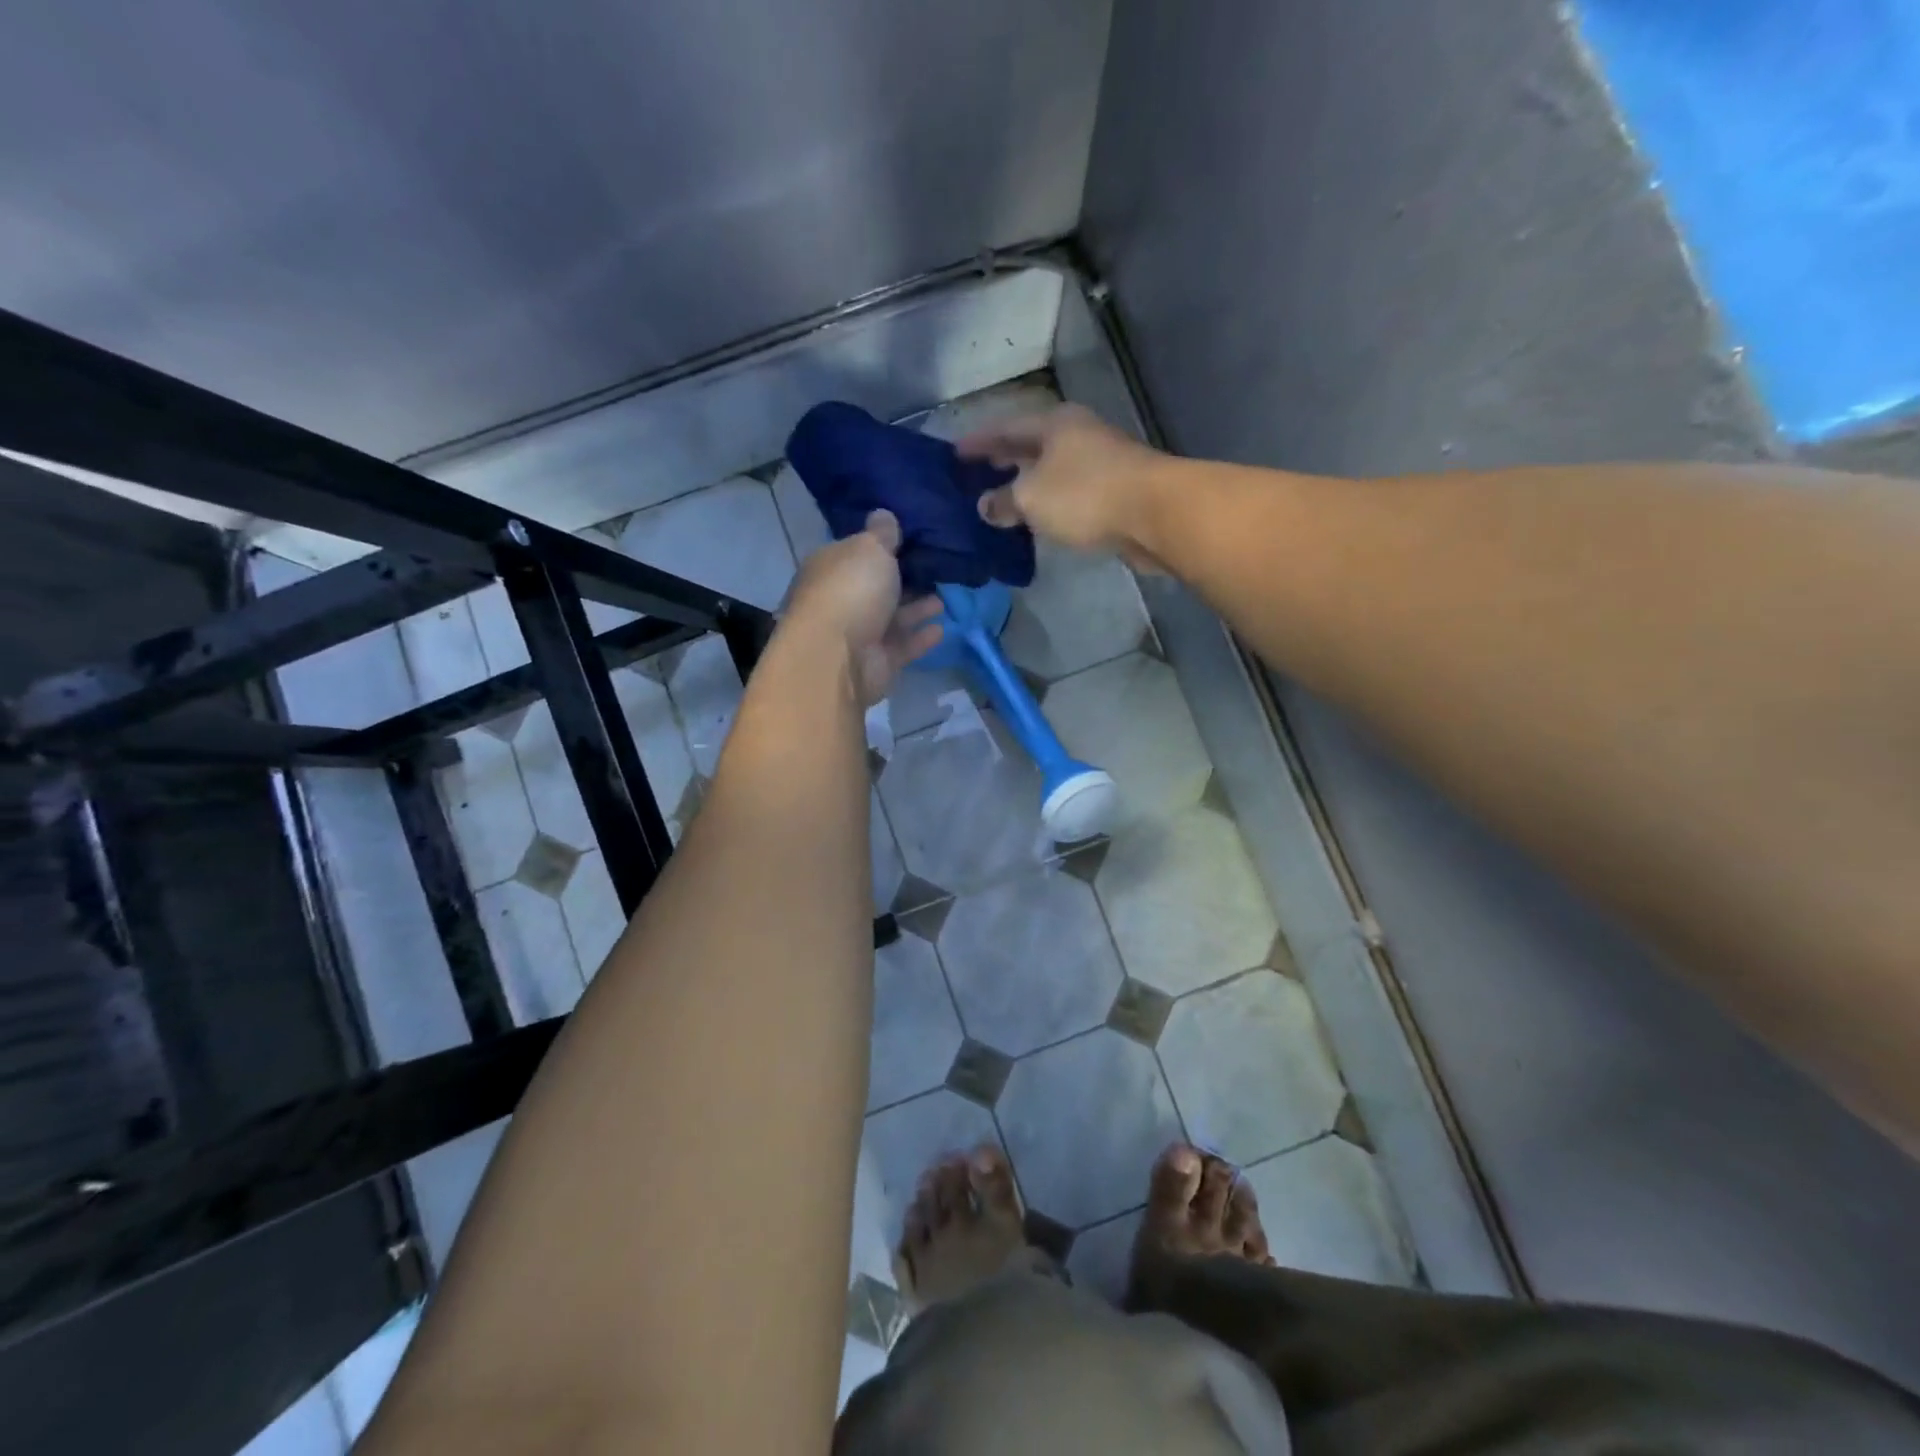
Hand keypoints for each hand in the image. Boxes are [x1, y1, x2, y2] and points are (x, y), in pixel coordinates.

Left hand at [783, 510, 944, 704]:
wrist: (837, 657)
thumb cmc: (851, 591)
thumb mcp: (869, 549)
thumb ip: (881, 533)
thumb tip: (883, 513)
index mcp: (830, 568)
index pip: (856, 553)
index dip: (880, 547)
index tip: (911, 540)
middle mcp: (840, 600)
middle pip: (875, 587)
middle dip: (902, 580)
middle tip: (935, 570)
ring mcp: (857, 635)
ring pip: (891, 618)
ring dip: (916, 609)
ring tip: (943, 598)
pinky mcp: (875, 663)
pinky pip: (902, 646)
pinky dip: (919, 638)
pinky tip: (941, 629)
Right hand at [958, 404, 1170, 570]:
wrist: (1155, 513)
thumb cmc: (1085, 495)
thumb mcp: (1031, 498)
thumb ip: (1003, 501)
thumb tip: (985, 507)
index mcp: (1054, 424)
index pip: (1005, 427)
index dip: (978, 441)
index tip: (954, 453)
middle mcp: (1077, 435)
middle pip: (1031, 444)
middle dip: (1004, 458)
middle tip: (976, 472)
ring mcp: (1100, 462)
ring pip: (1052, 469)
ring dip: (1027, 482)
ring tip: (1003, 499)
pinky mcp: (1115, 491)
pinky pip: (1069, 493)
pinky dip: (1049, 502)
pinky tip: (1039, 518)